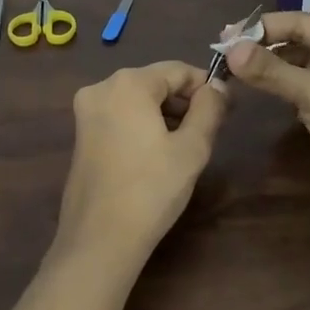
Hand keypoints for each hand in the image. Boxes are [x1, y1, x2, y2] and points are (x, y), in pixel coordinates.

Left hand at [54, 62, 228, 272]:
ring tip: (188, 144)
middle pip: (155, 82)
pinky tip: (159, 152)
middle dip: (184, 100)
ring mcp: (86, 111)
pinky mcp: (81, 133)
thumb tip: (218, 87)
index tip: (228, 108)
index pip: (177, 70)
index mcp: (128, 83)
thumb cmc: (152, 189)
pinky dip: (142, 124)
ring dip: (165, 113)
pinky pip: (120, 115)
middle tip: (211, 128)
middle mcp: (101, 87)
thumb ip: (209, 109)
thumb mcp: (192, 148)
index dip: (206, 86)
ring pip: (137, 99)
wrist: (100, 238)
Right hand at [222, 13, 309, 246]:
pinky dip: (274, 85)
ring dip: (266, 64)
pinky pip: (295, 89)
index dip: (265, 26)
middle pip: (299, 41)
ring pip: (295, 65)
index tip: (227, 35)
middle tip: (223, 49)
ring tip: (231, 65)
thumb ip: (273, 71)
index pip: (304, 23)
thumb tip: (229, 50)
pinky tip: (252, 85)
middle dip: (263, 43)